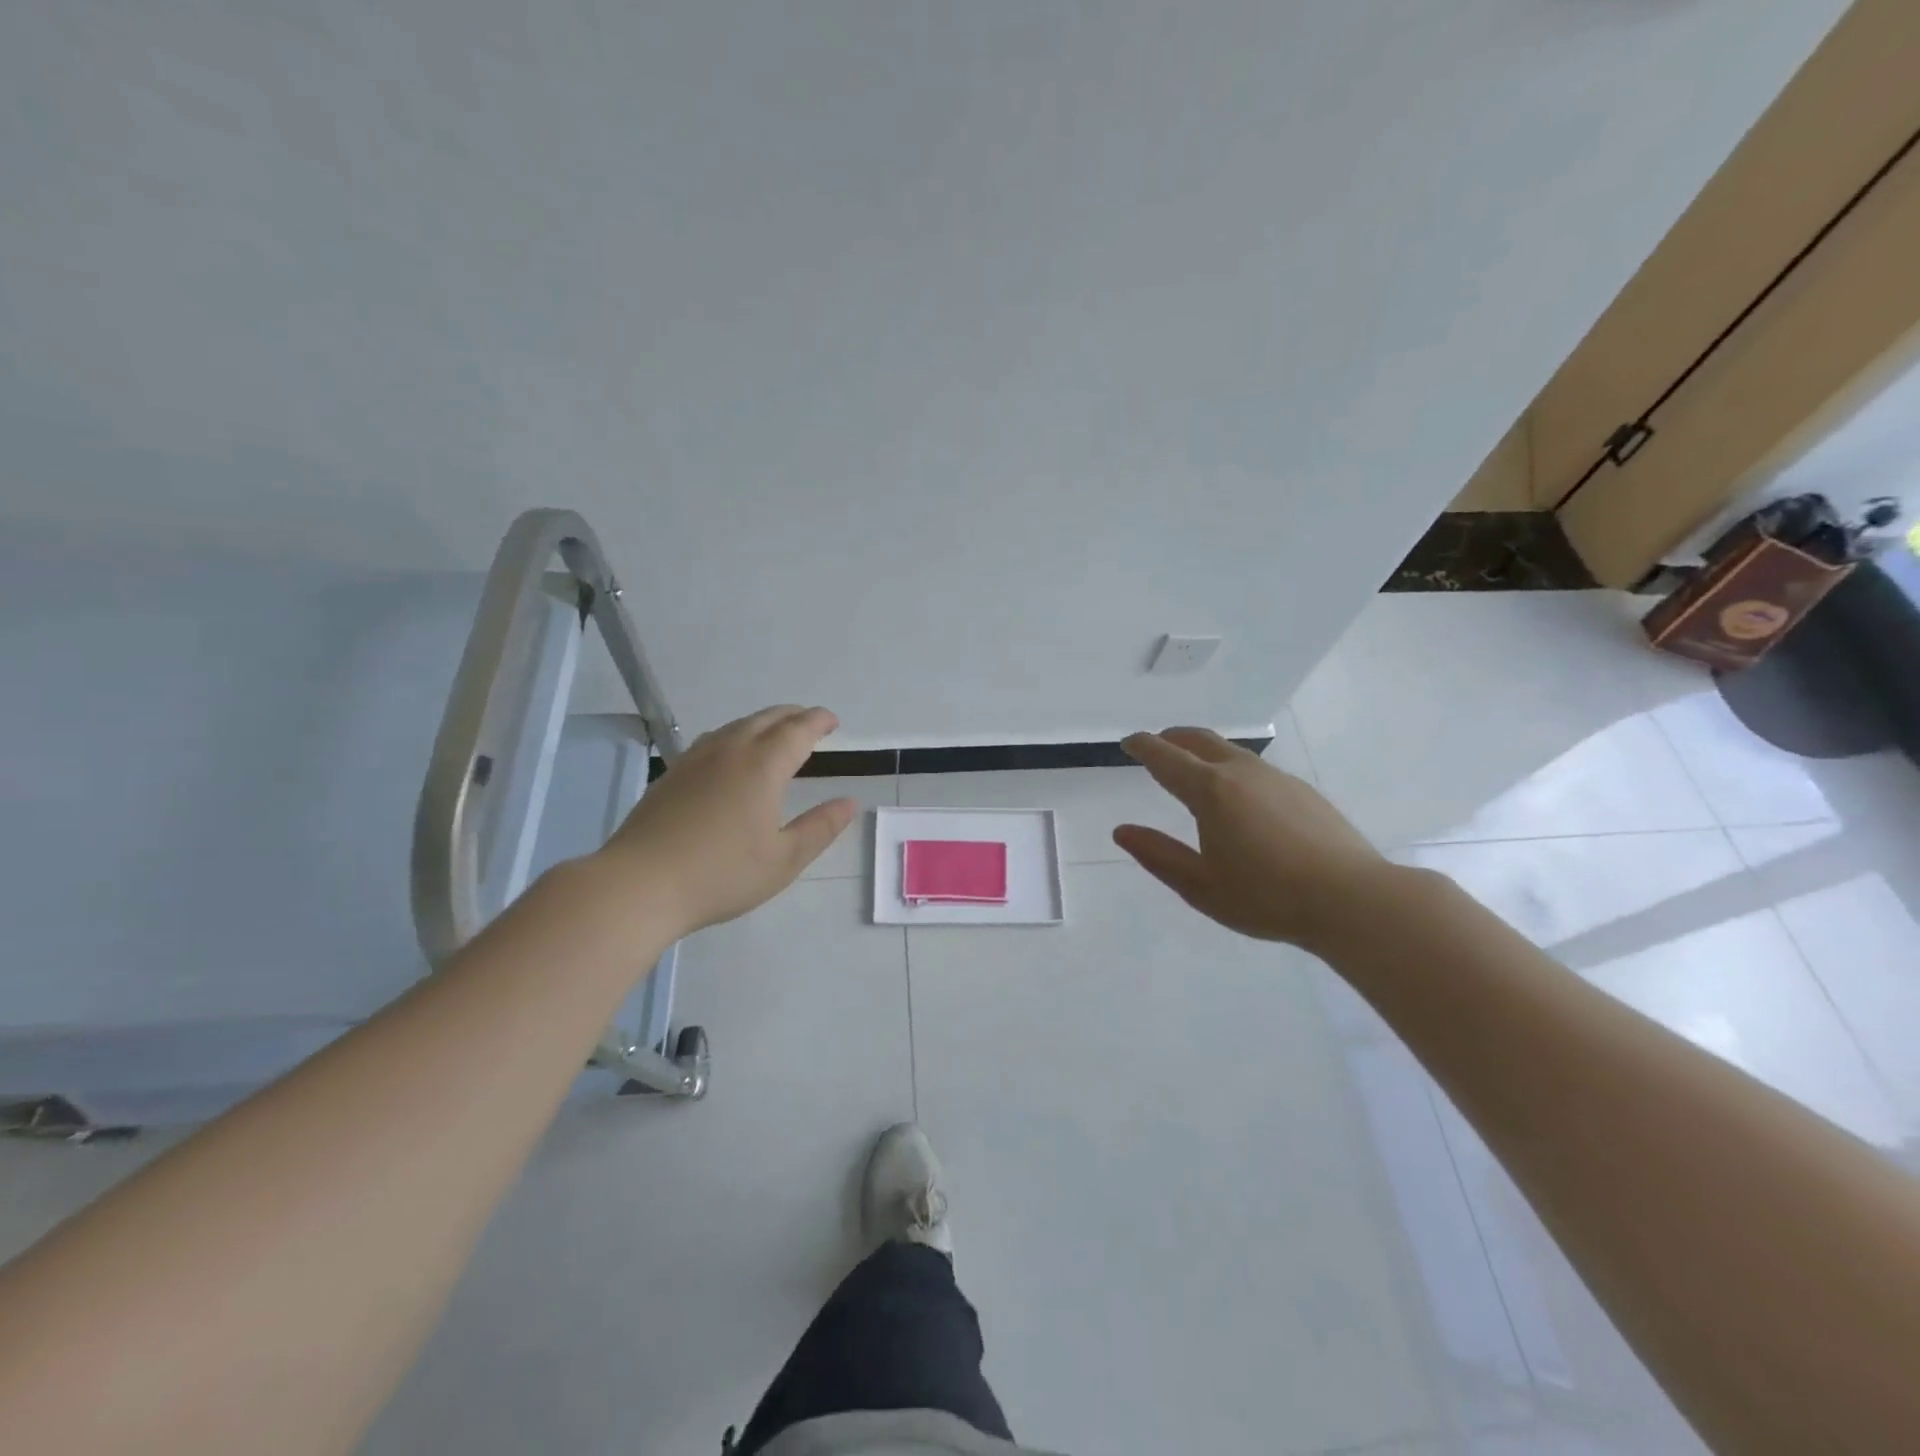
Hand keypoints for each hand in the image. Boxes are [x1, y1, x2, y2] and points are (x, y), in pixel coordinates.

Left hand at [598, 705, 856, 935]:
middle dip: (792, 716)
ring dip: (762, 723)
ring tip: (775, 733)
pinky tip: (730, 754)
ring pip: (736, 726)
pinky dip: (735, 736)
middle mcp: (729, 751)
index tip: (832, 720)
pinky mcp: (671, 775)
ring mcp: (695, 760)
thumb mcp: (784, 860)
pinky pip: (713, 740)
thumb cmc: (721, 874)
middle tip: (810, 721)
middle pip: (765, 719)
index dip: (817, 721)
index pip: (797, 731)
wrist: (639, 884)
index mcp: (762, 766)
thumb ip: (820, 828)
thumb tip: (849, 802)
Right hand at [1114, 727, 1389, 951]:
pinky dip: (1232, 768)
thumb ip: (1158, 855)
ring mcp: (1277, 778)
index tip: (1128, 742)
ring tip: (1193, 767)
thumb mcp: (1200, 886)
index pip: (1166, 758)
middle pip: (1200, 741)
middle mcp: (1241, 773)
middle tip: (1157, 744)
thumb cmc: (1267, 897)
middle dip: (1173, 738)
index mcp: (1210, 791)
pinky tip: (1239, 795)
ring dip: (1203, 751)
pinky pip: (1255, 768)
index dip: (1143, 746)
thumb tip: (1122, 831)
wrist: (1352, 900)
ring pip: (1230, 752)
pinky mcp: (1303, 791)